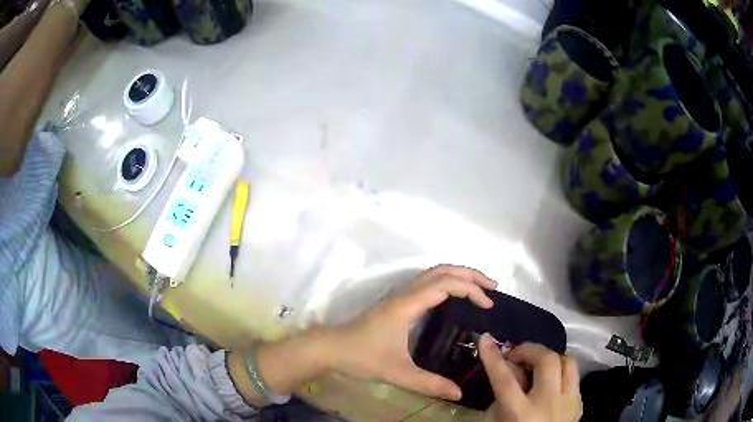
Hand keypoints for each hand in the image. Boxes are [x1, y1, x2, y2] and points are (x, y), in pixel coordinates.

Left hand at [329, 264, 496, 399]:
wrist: (331, 348)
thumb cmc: (362, 357)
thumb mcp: (398, 373)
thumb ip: (429, 384)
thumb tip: (459, 393)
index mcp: (408, 304)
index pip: (446, 284)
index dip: (471, 290)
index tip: (488, 305)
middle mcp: (405, 292)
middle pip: (443, 270)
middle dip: (471, 275)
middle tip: (493, 287)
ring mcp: (399, 294)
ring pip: (434, 272)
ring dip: (459, 275)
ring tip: (480, 288)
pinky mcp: (397, 300)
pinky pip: (428, 281)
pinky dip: (447, 282)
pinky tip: (454, 297)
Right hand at [479, 337, 581, 421]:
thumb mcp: (495, 421)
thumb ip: (501, 395)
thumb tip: (511, 368)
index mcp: (520, 414)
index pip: (505, 379)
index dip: (493, 357)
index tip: (485, 339)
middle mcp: (548, 405)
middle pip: (546, 361)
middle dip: (530, 349)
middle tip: (516, 355)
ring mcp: (569, 403)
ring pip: (568, 362)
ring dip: (549, 358)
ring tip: (536, 365)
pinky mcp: (579, 404)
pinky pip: (573, 378)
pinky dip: (560, 374)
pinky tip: (550, 384)